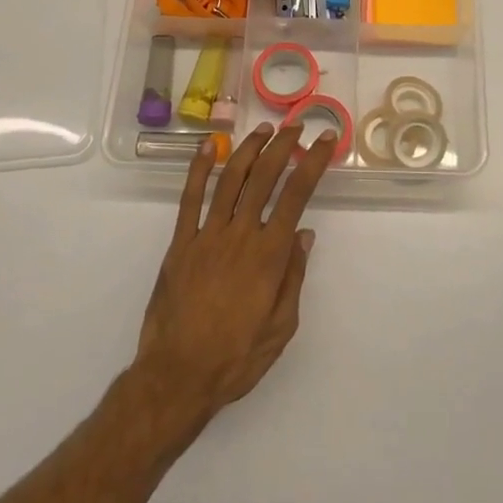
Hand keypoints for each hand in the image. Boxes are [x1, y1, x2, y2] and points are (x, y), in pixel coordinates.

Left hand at [135, 122, 334, 426]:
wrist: (177, 376)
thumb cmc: (236, 357)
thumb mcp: (280, 327)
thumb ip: (293, 277)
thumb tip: (304, 234)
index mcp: (269, 255)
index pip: (296, 196)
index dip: (312, 163)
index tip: (324, 141)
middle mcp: (240, 235)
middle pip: (264, 177)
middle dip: (283, 146)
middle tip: (296, 127)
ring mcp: (206, 235)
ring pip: (230, 179)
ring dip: (249, 149)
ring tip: (263, 130)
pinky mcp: (180, 243)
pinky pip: (190, 198)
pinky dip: (199, 169)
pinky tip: (208, 147)